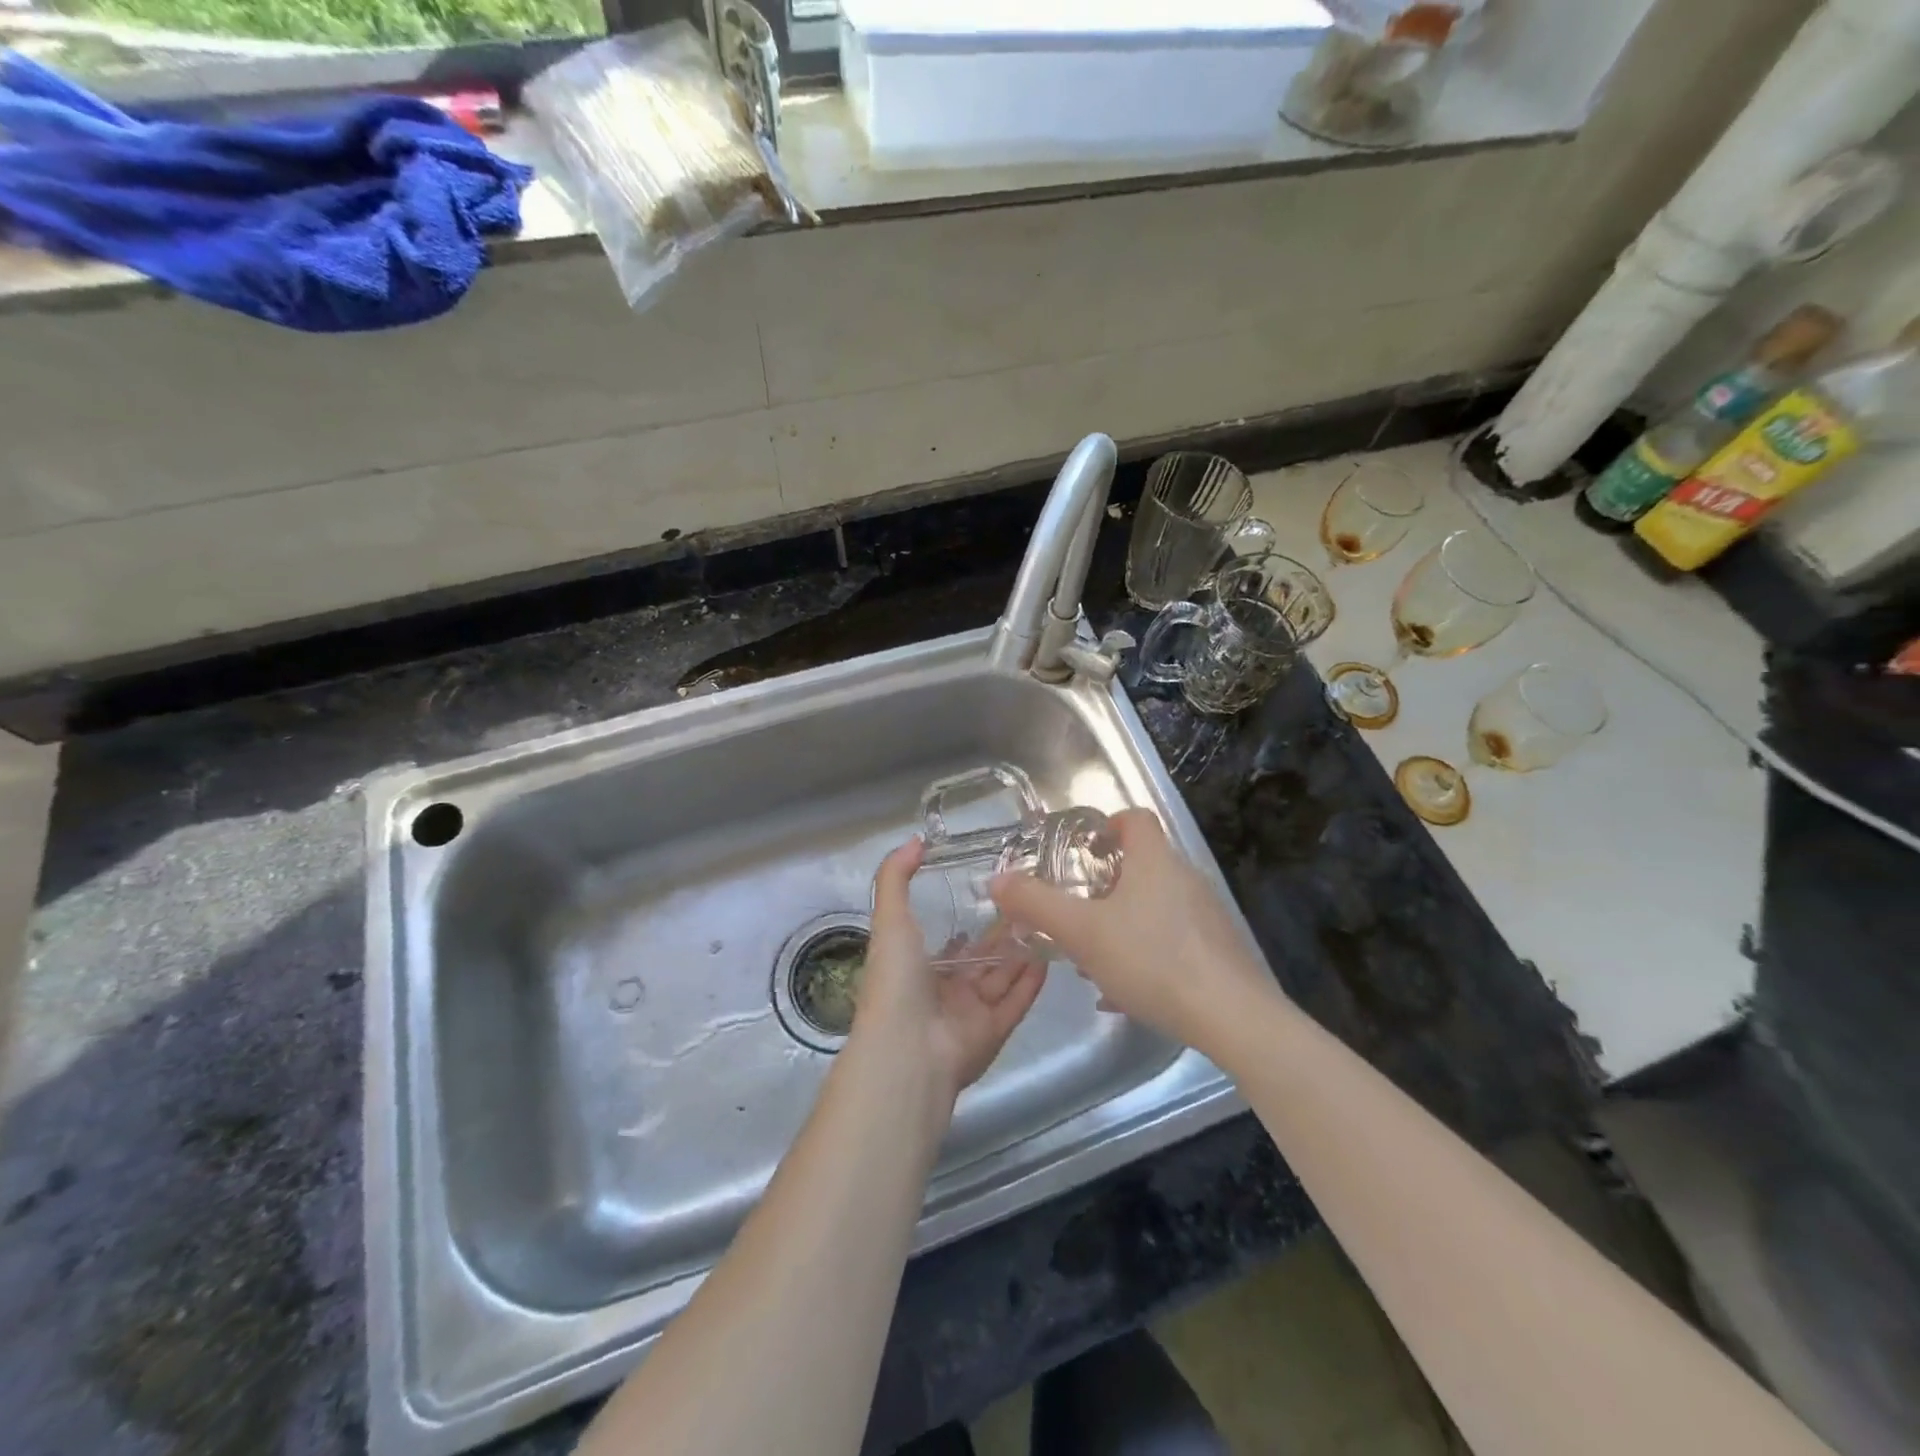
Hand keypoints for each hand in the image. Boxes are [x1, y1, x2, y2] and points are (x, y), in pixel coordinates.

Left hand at [854, 838, 1047, 1104]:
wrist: (907, 1050)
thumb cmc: (896, 979)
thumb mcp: (889, 918)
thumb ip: (896, 877)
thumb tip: (915, 840)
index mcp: (915, 968)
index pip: (945, 944)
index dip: (964, 923)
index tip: (991, 895)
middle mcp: (943, 991)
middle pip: (979, 961)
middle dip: (1001, 936)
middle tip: (1030, 906)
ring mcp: (969, 1014)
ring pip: (1000, 979)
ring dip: (1020, 955)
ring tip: (1046, 923)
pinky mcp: (993, 1032)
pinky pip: (1016, 1003)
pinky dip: (1031, 983)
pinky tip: (1049, 957)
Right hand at [990, 809, 1286, 1056]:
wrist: (1232, 1017)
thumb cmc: (1151, 959)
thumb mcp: (1081, 932)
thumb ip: (1036, 904)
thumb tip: (997, 879)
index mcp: (1155, 860)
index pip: (1135, 818)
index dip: (1107, 825)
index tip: (1083, 849)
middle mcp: (1185, 877)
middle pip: (1143, 864)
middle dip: (1106, 884)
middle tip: (1077, 909)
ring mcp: (1206, 914)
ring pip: (1155, 906)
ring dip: (1123, 922)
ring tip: (1094, 956)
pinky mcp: (1218, 949)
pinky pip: (1172, 939)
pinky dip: (1145, 952)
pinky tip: (1125, 990)